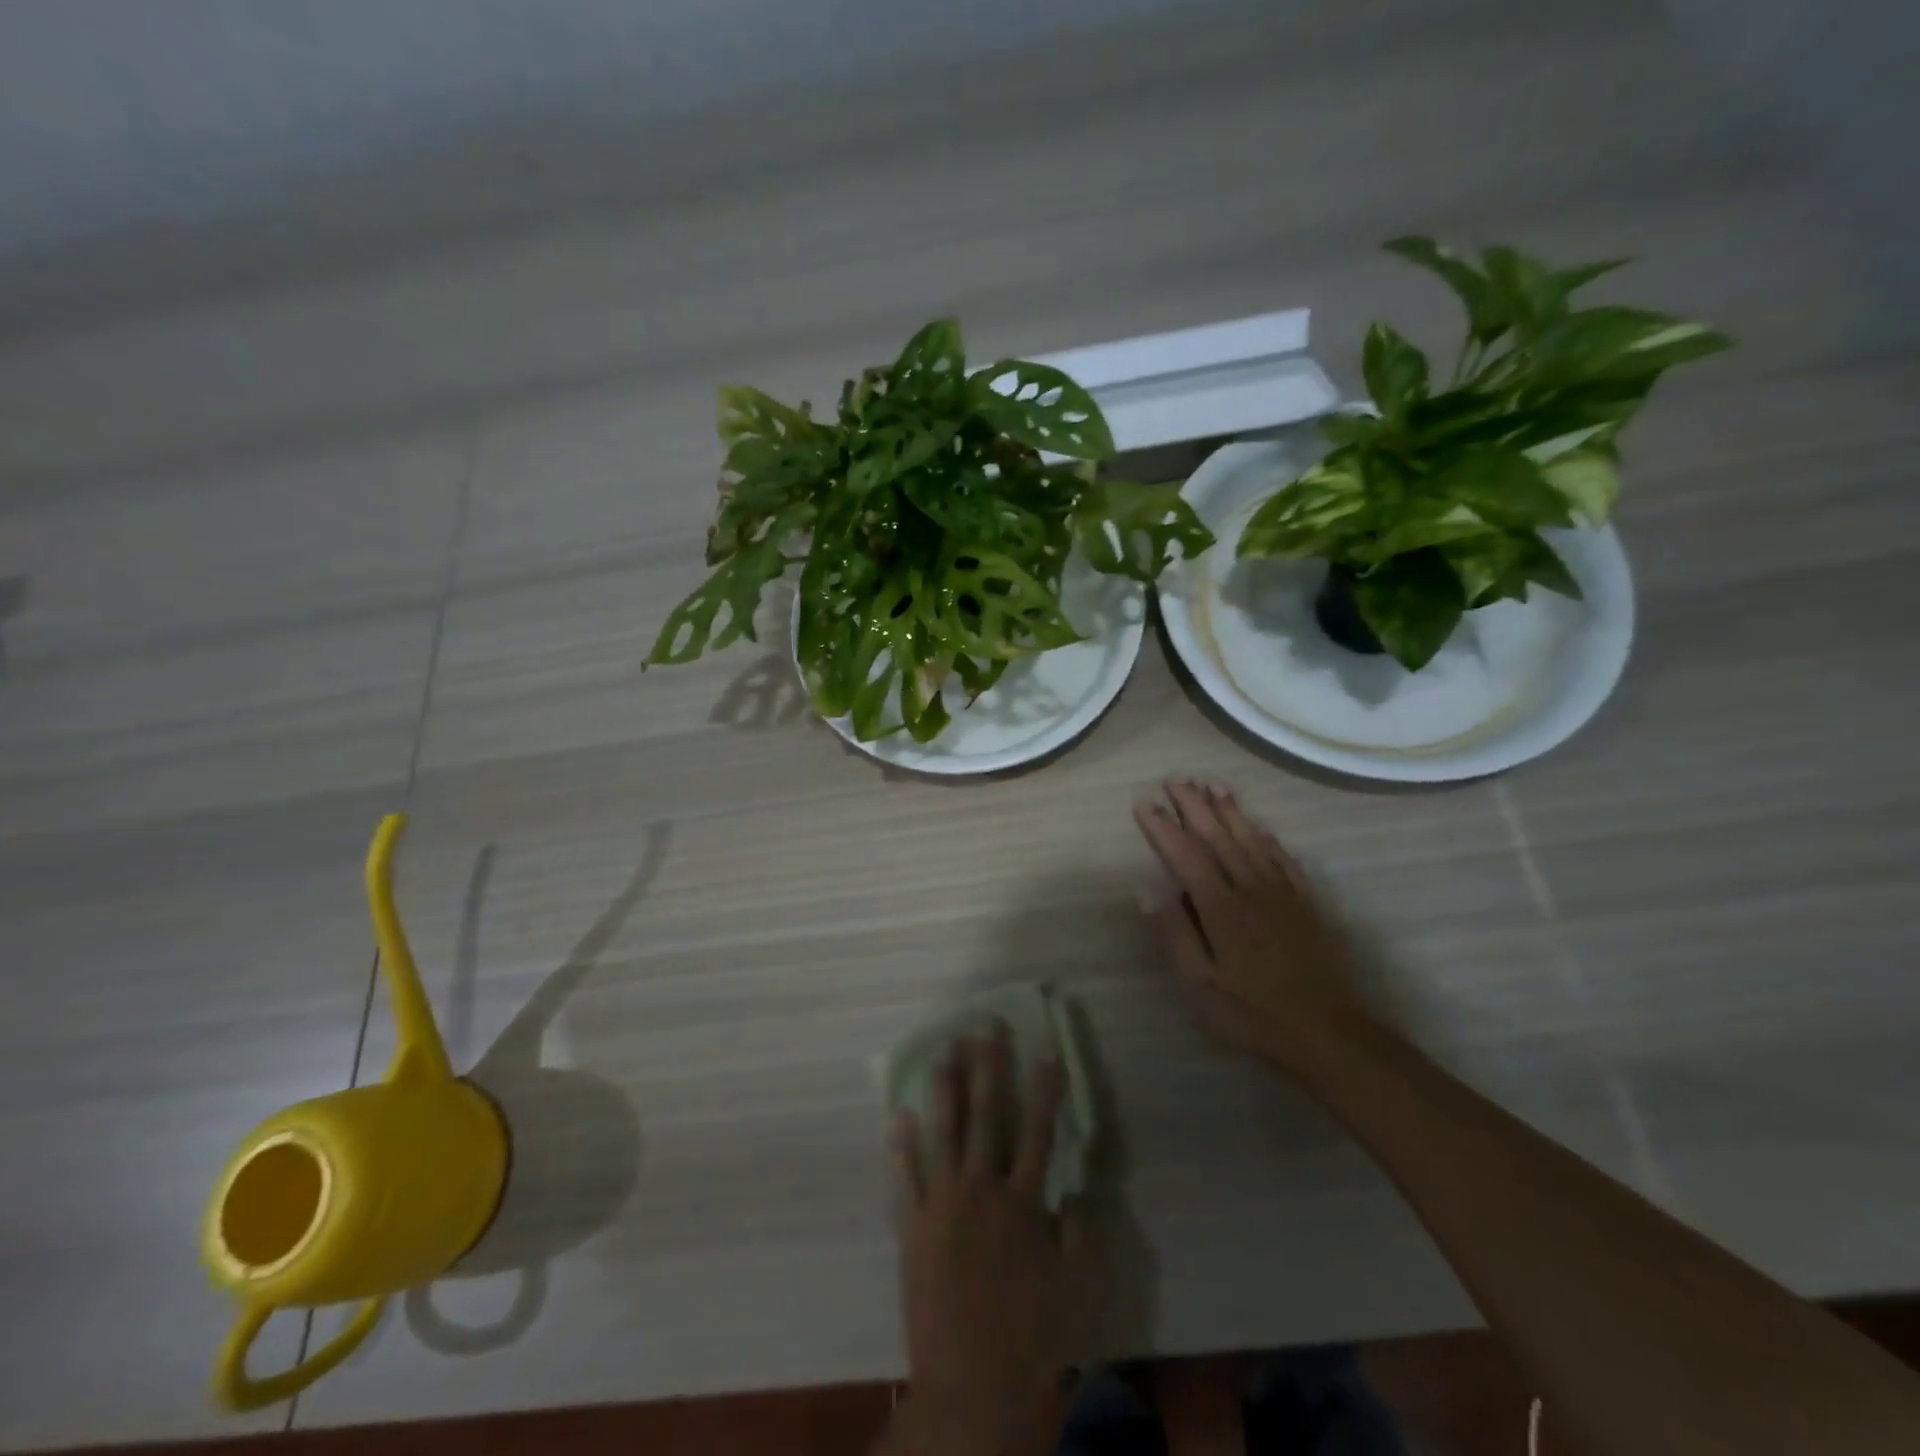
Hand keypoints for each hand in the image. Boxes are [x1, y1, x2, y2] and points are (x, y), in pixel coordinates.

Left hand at [886, 1027, 1093, 1455]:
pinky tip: (897, 1113)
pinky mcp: (912, 1229)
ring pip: (943, 1132)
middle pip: (987, 1115)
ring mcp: (941, 1206)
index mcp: (1023, 1201)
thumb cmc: (1034, 1338)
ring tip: (943, 1049)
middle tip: (985, 1025)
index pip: (1038, 1128)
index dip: (1044, 1085)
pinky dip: (899, 1145)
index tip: (1045, 1046)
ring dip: (945, 1088)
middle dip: (989, 1066)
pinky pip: (903, 1179)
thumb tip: (1075, 1187)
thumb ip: (1083, 1231)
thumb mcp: (1080, 1288)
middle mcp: (981, 1190)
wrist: (973, 1389)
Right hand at [1134, 779, 1361, 1076]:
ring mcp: (1282, 893)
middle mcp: (1250, 888)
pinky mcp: (1306, 904)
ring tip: (1213, 784)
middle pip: (1218, 837)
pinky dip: (1267, 837)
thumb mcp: (1199, 985)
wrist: (1328, 1033)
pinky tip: (1258, 825)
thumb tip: (1148, 889)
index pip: (1185, 854)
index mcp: (1220, 906)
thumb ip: (1174, 933)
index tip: (1143, 802)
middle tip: (1175, 779)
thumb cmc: (1252, 1013)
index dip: (1163, 826)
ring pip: (1251, 840)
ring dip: (1230, 810)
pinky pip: (1283, 859)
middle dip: (1194, 806)